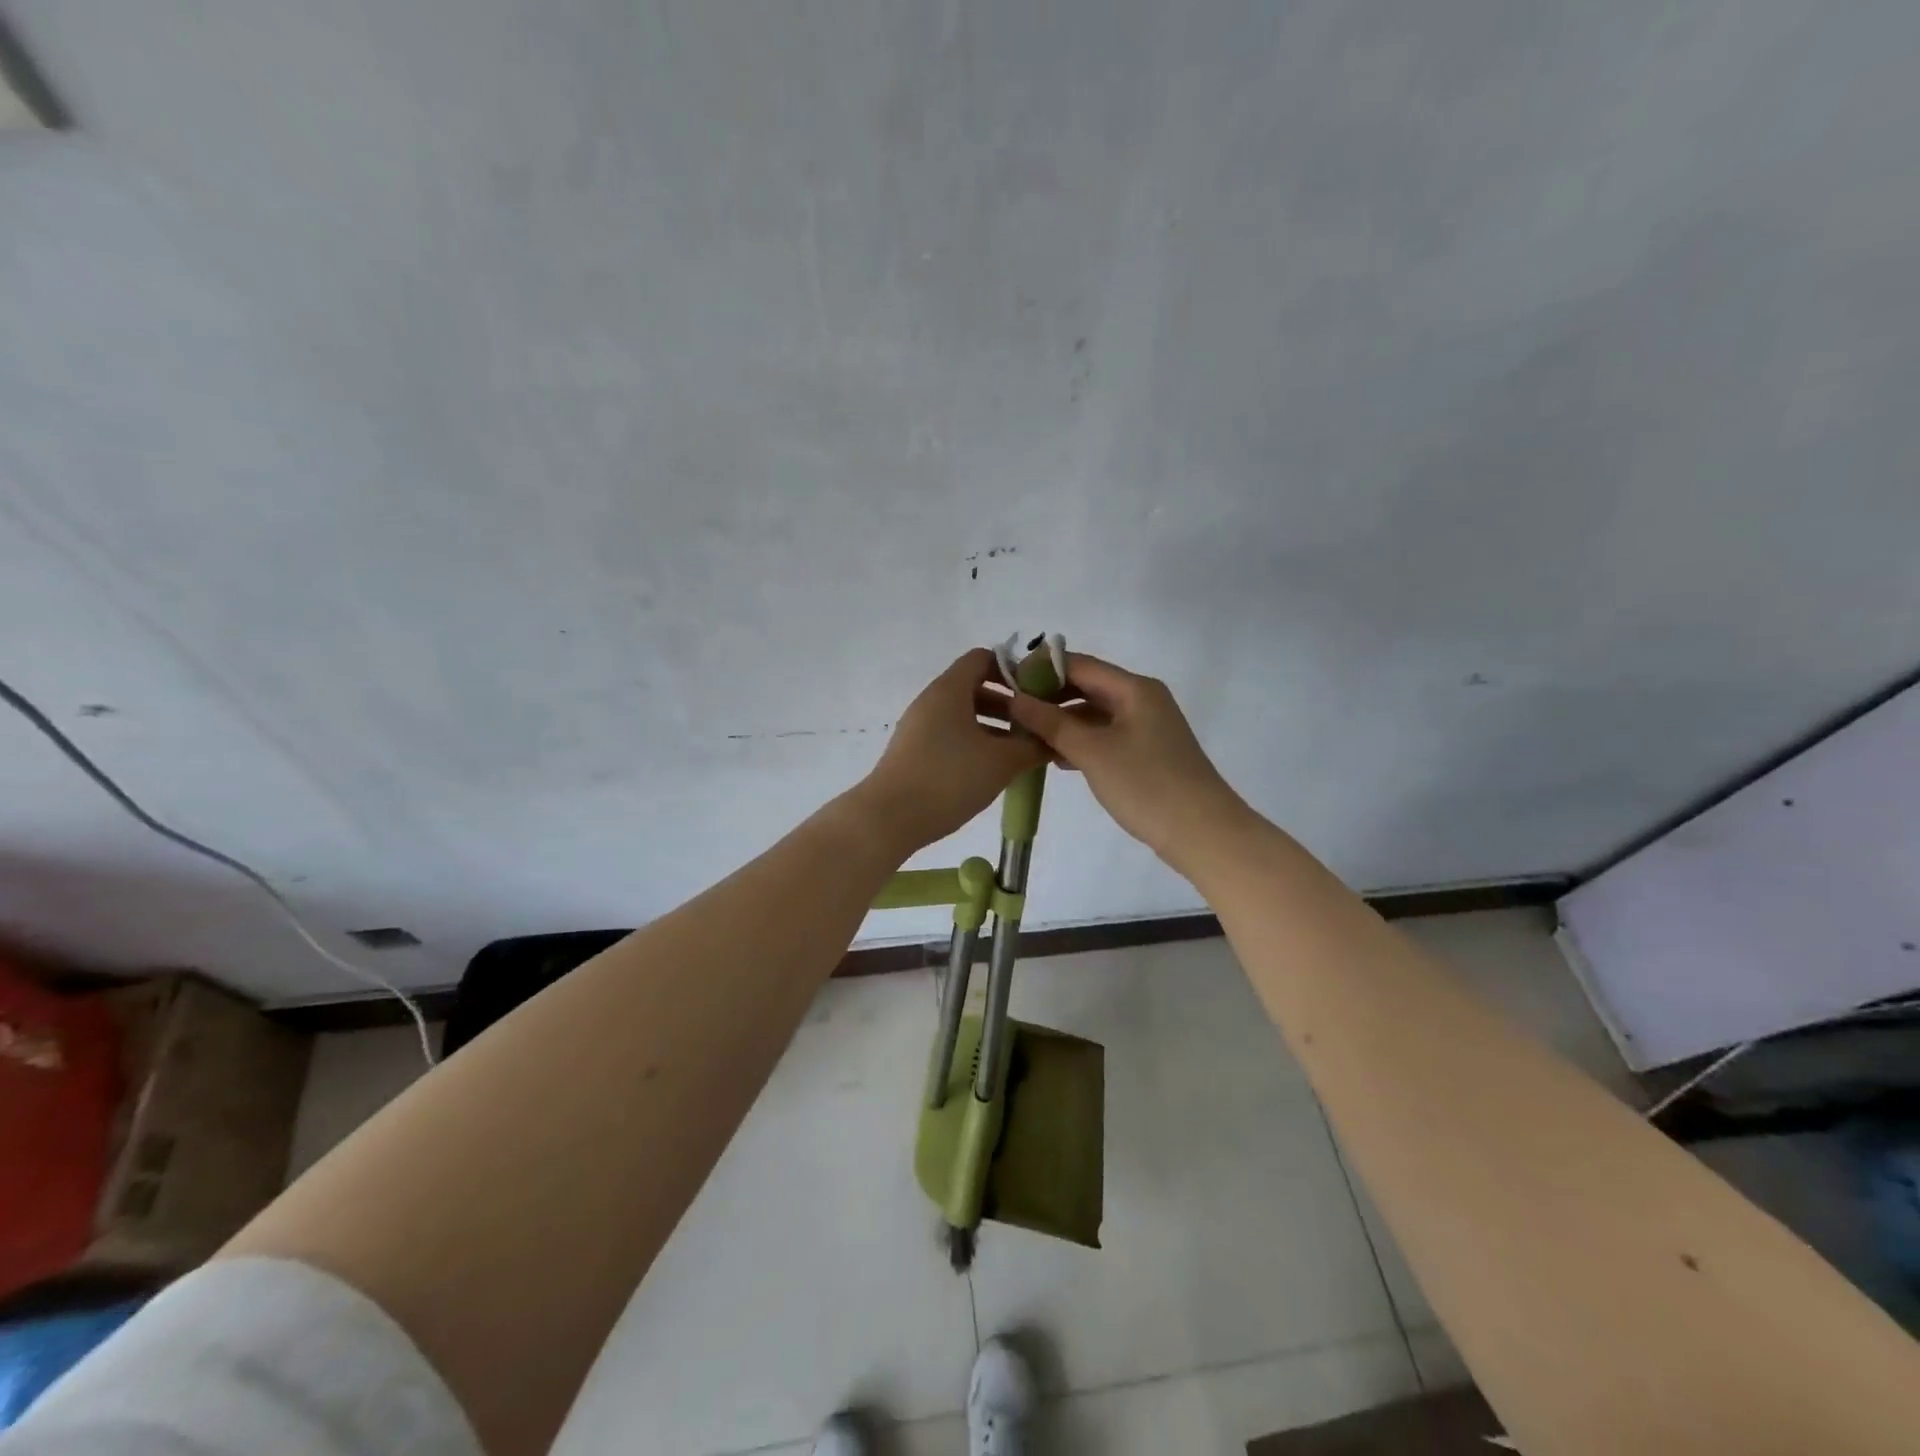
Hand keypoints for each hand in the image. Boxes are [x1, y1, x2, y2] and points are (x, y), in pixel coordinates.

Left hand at [857, 648, 1046, 854]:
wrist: (889, 818)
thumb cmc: (948, 779)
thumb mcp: (1001, 762)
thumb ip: (1032, 746)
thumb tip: (1053, 739)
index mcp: (950, 689)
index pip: (983, 658)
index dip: (1013, 670)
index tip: (1038, 694)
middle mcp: (931, 700)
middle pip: (974, 687)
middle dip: (1008, 704)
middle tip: (1036, 727)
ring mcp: (919, 727)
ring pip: (963, 715)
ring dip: (993, 727)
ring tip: (1020, 752)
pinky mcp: (914, 751)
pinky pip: (950, 736)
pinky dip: (974, 743)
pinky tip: (991, 769)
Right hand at [1006, 652, 1250, 868]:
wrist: (1202, 833)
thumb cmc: (1146, 785)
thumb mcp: (1093, 752)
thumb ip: (1052, 722)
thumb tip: (1016, 699)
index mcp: (1134, 688)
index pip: (1080, 665)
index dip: (1041, 669)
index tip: (1006, 682)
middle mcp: (1141, 700)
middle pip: (1087, 687)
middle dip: (1049, 697)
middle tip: (1010, 711)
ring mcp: (1145, 727)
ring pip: (1094, 714)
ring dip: (1061, 722)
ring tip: (1024, 735)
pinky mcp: (1146, 753)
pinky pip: (1104, 736)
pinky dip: (1079, 742)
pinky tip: (1054, 757)